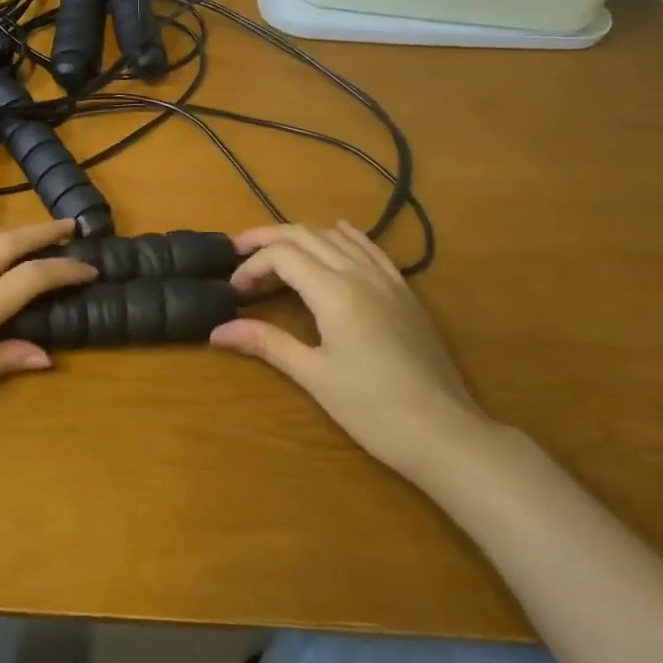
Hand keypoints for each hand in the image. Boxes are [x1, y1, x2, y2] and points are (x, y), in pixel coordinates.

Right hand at [211, 222, 496, 480]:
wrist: (446, 433)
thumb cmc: (373, 409)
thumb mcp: (314, 376)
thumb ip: (266, 344)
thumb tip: (217, 331)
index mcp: (335, 291)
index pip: (282, 256)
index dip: (252, 265)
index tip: (234, 290)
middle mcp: (359, 274)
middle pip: (306, 235)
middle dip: (268, 237)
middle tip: (238, 250)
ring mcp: (387, 280)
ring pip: (337, 238)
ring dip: (301, 236)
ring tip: (275, 248)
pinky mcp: (405, 293)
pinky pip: (372, 250)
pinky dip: (348, 236)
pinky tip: (339, 229)